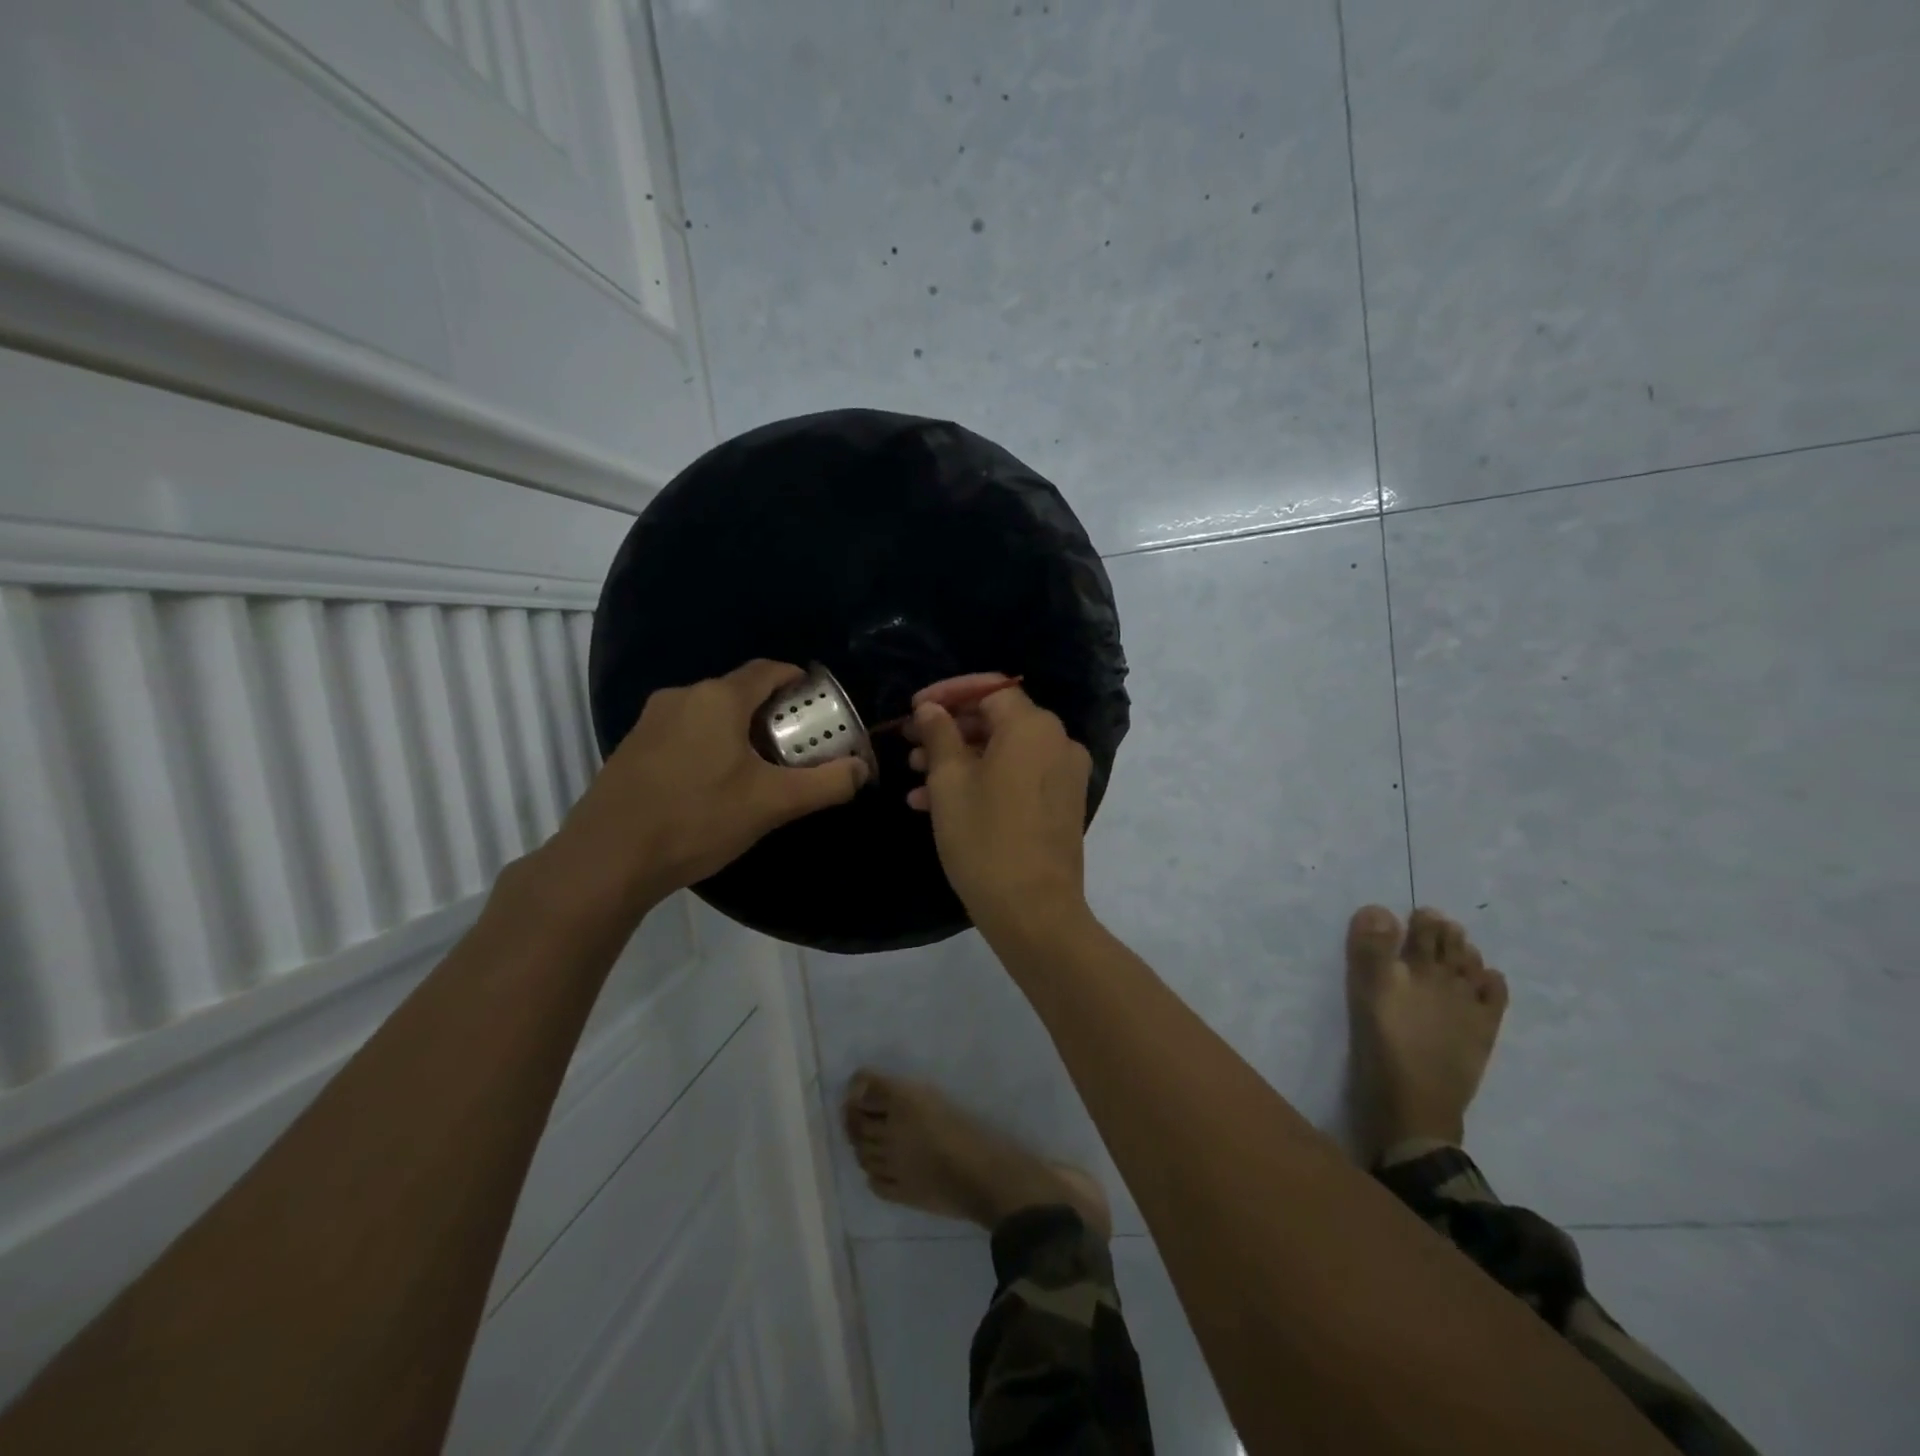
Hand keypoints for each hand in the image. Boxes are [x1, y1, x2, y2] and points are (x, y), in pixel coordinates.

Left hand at [549, 660, 867, 908]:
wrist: (608, 858)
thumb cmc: (697, 819)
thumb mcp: (772, 804)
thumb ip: (826, 784)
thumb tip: (863, 770)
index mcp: (718, 698)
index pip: (767, 670)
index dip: (796, 679)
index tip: (817, 700)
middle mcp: (682, 697)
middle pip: (738, 691)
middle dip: (771, 711)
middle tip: (795, 743)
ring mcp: (650, 721)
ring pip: (709, 713)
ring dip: (738, 730)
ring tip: (759, 767)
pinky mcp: (631, 747)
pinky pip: (683, 732)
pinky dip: (708, 744)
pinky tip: (714, 784)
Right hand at [907, 683, 1092, 933]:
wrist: (1034, 911)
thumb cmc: (985, 838)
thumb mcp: (949, 782)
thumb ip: (939, 734)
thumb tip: (931, 709)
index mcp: (1033, 727)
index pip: (989, 689)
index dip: (948, 693)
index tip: (915, 709)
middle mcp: (1058, 742)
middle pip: (997, 720)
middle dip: (950, 730)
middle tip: (910, 744)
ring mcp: (1064, 775)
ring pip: (1004, 752)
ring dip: (960, 759)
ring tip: (915, 778)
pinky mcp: (1061, 804)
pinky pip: (1018, 777)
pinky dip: (983, 781)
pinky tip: (938, 803)